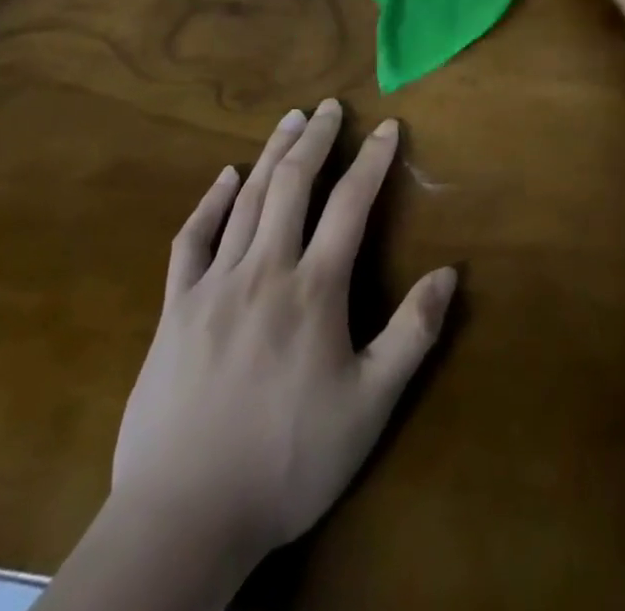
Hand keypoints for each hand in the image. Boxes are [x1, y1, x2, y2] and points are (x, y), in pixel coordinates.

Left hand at [111, 99, 457, 568]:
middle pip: (294, 183)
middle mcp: (265, 269)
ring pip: (248, 199)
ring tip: (290, 118)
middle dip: (317, 138)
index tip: (388, 126)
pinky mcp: (176, 308)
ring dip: (273, 153)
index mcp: (314, 289)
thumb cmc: (288, 461)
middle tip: (330, 105)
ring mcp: (214, 285)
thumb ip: (412, 335)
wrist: (183, 519)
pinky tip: (225, 177)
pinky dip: (210, 201)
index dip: (373, 160)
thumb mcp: (369, 407)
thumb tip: (448, 273)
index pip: (351, 204)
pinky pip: (192, 239)